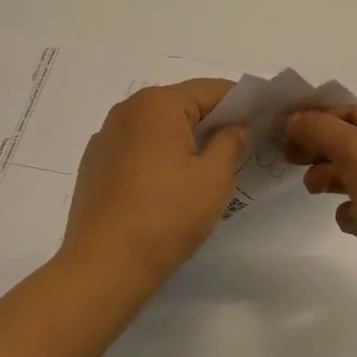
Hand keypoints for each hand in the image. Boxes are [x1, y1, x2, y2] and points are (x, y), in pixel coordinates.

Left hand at [58, 79, 248, 295]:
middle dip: (212, 121)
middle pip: (182, 104)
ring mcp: (106, 136)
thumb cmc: (167, 216)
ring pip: (157, 126)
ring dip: (183, 139)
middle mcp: (128, 109)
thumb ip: (230, 143)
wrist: (103, 266)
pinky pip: (136, 146)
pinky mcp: (94, 163)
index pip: (211, 89)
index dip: (241, 103)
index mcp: (159, 104)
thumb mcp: (214, 179)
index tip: (261, 122)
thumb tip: (235, 127)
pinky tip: (166, 186)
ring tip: (204, 170)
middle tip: (239, 148)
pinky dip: (157, 155)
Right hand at [284, 105, 356, 313]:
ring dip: (333, 181)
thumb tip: (294, 119)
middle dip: (321, 151)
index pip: (353, 112)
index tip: (281, 131)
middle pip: (353, 145)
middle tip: (289, 160)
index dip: (317, 118)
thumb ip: (320, 129)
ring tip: (314, 190)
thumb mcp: (356, 151)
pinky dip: (355, 215)